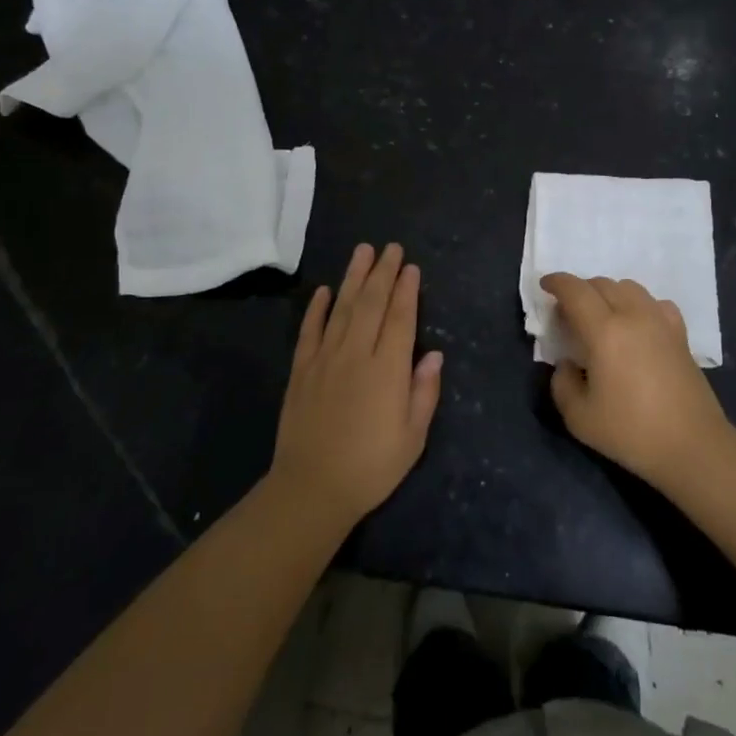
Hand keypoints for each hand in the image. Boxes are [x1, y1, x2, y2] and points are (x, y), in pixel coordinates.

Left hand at [270, 243, 443, 525]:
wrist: (312, 487)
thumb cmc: (372, 466)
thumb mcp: (413, 436)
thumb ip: (424, 392)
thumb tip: (434, 354)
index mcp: (388, 369)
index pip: (400, 318)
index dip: (407, 290)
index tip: (411, 267)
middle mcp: (357, 354)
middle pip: (371, 303)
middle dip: (383, 272)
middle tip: (391, 247)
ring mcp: (325, 359)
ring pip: (341, 308)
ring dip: (353, 277)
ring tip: (362, 251)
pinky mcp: (301, 370)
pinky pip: (310, 331)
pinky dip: (316, 308)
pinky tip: (323, 290)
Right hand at [542, 273, 732, 491]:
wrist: (692, 446)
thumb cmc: (631, 432)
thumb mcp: (579, 418)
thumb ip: (562, 384)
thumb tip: (567, 364)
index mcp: (605, 331)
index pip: (576, 291)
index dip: (557, 282)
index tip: (545, 285)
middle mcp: (633, 316)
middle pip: (602, 283)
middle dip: (580, 290)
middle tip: (569, 312)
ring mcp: (660, 322)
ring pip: (629, 287)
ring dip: (608, 292)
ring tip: (601, 315)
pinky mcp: (680, 334)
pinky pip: (655, 303)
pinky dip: (638, 304)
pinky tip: (637, 323)